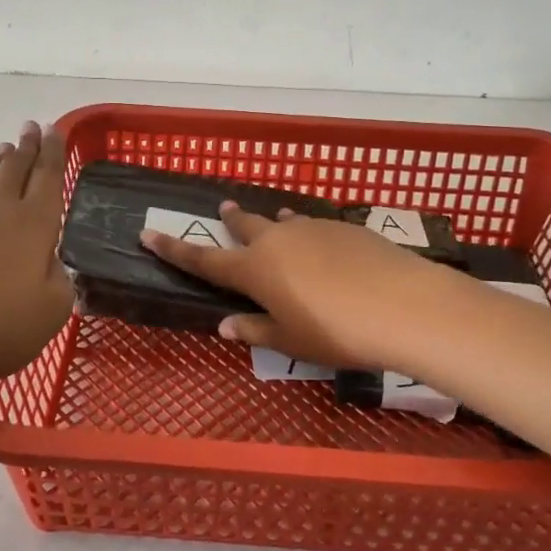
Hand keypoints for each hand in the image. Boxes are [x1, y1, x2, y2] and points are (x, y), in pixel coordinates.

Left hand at [0, 122, 72, 399]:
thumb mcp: (53, 310)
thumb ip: (61, 280)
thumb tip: (51, 264)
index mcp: (34, 223)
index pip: (48, 176)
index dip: (54, 151)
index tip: (55, 129)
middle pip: (14, 168)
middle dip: (26, 146)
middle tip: (31, 128)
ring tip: (3, 151)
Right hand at [141, 202, 443, 370]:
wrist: (402, 304)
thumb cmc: (337, 332)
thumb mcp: (290, 340)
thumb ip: (256, 329)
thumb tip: (226, 325)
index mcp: (254, 270)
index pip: (204, 260)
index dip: (174, 249)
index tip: (148, 233)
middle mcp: (277, 241)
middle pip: (244, 227)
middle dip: (230, 221)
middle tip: (221, 210)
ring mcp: (311, 228)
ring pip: (281, 222)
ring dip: (270, 221)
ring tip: (269, 219)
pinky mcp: (343, 227)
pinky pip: (312, 225)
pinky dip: (304, 230)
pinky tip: (315, 237)